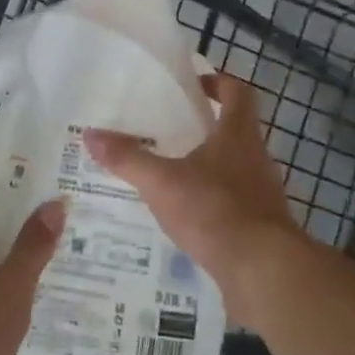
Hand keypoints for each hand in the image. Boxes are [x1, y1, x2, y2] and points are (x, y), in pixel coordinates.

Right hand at [85, 74, 311, 327]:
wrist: (263, 271)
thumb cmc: (215, 210)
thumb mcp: (162, 182)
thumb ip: (127, 158)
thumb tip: (90, 135)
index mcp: (238, 134)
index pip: (237, 92)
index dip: (218, 82)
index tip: (194, 84)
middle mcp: (256, 157)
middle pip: (235, 130)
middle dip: (205, 128)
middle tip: (168, 131)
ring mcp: (263, 194)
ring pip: (234, 168)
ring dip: (208, 168)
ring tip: (170, 175)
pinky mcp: (261, 226)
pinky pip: (234, 204)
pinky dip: (212, 204)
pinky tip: (186, 218)